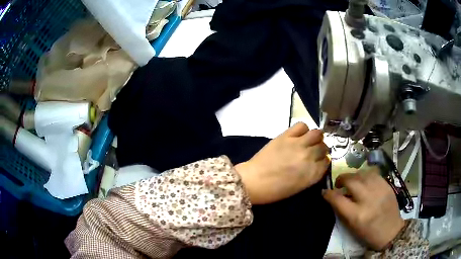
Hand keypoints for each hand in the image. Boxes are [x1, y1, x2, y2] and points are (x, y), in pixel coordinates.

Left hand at [235, 122, 329, 204]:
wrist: (254, 181)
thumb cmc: (275, 190)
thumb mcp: (300, 187)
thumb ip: (312, 174)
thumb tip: (318, 163)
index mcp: (313, 173)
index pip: (327, 161)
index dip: (323, 160)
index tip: (319, 160)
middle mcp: (310, 157)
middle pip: (323, 147)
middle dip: (320, 149)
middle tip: (313, 151)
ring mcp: (299, 144)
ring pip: (317, 133)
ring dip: (316, 137)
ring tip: (309, 141)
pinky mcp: (286, 136)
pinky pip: (302, 125)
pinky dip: (303, 129)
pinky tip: (298, 135)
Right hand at [322, 167, 404, 250]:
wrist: (391, 231)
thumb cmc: (369, 234)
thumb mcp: (353, 227)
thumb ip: (343, 211)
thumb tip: (335, 196)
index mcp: (357, 215)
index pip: (338, 199)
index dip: (328, 194)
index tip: (324, 192)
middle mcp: (368, 199)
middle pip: (351, 181)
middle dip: (341, 179)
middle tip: (339, 183)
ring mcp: (379, 190)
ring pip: (362, 173)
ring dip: (353, 176)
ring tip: (352, 181)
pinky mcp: (387, 185)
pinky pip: (373, 174)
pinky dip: (365, 175)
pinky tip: (364, 180)